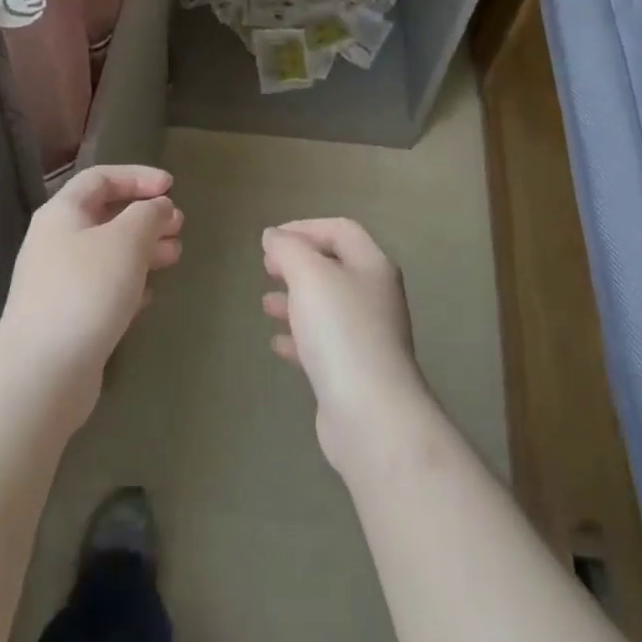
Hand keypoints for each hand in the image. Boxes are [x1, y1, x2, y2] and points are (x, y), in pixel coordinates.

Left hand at [0, 165, 182, 425]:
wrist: (42, 373)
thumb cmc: (86, 291)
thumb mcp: (126, 241)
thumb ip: (148, 215)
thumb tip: (158, 207)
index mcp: (62, 213)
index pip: (100, 178)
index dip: (137, 176)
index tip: (172, 187)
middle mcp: (56, 241)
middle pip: (105, 215)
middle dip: (145, 216)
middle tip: (179, 225)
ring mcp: (59, 281)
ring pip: (108, 253)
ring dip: (143, 250)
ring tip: (175, 257)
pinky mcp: (67, 317)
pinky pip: (103, 287)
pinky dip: (130, 283)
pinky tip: (149, 296)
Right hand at [261, 219, 433, 474]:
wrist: (370, 413)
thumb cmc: (340, 331)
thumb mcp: (309, 276)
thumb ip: (289, 249)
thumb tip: (274, 236)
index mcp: (372, 266)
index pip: (340, 230)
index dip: (305, 228)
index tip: (271, 240)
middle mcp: (375, 296)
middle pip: (335, 267)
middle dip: (298, 264)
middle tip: (267, 268)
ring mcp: (368, 336)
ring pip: (327, 307)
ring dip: (296, 300)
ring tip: (265, 304)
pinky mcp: (355, 372)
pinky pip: (324, 344)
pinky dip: (300, 338)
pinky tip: (277, 344)